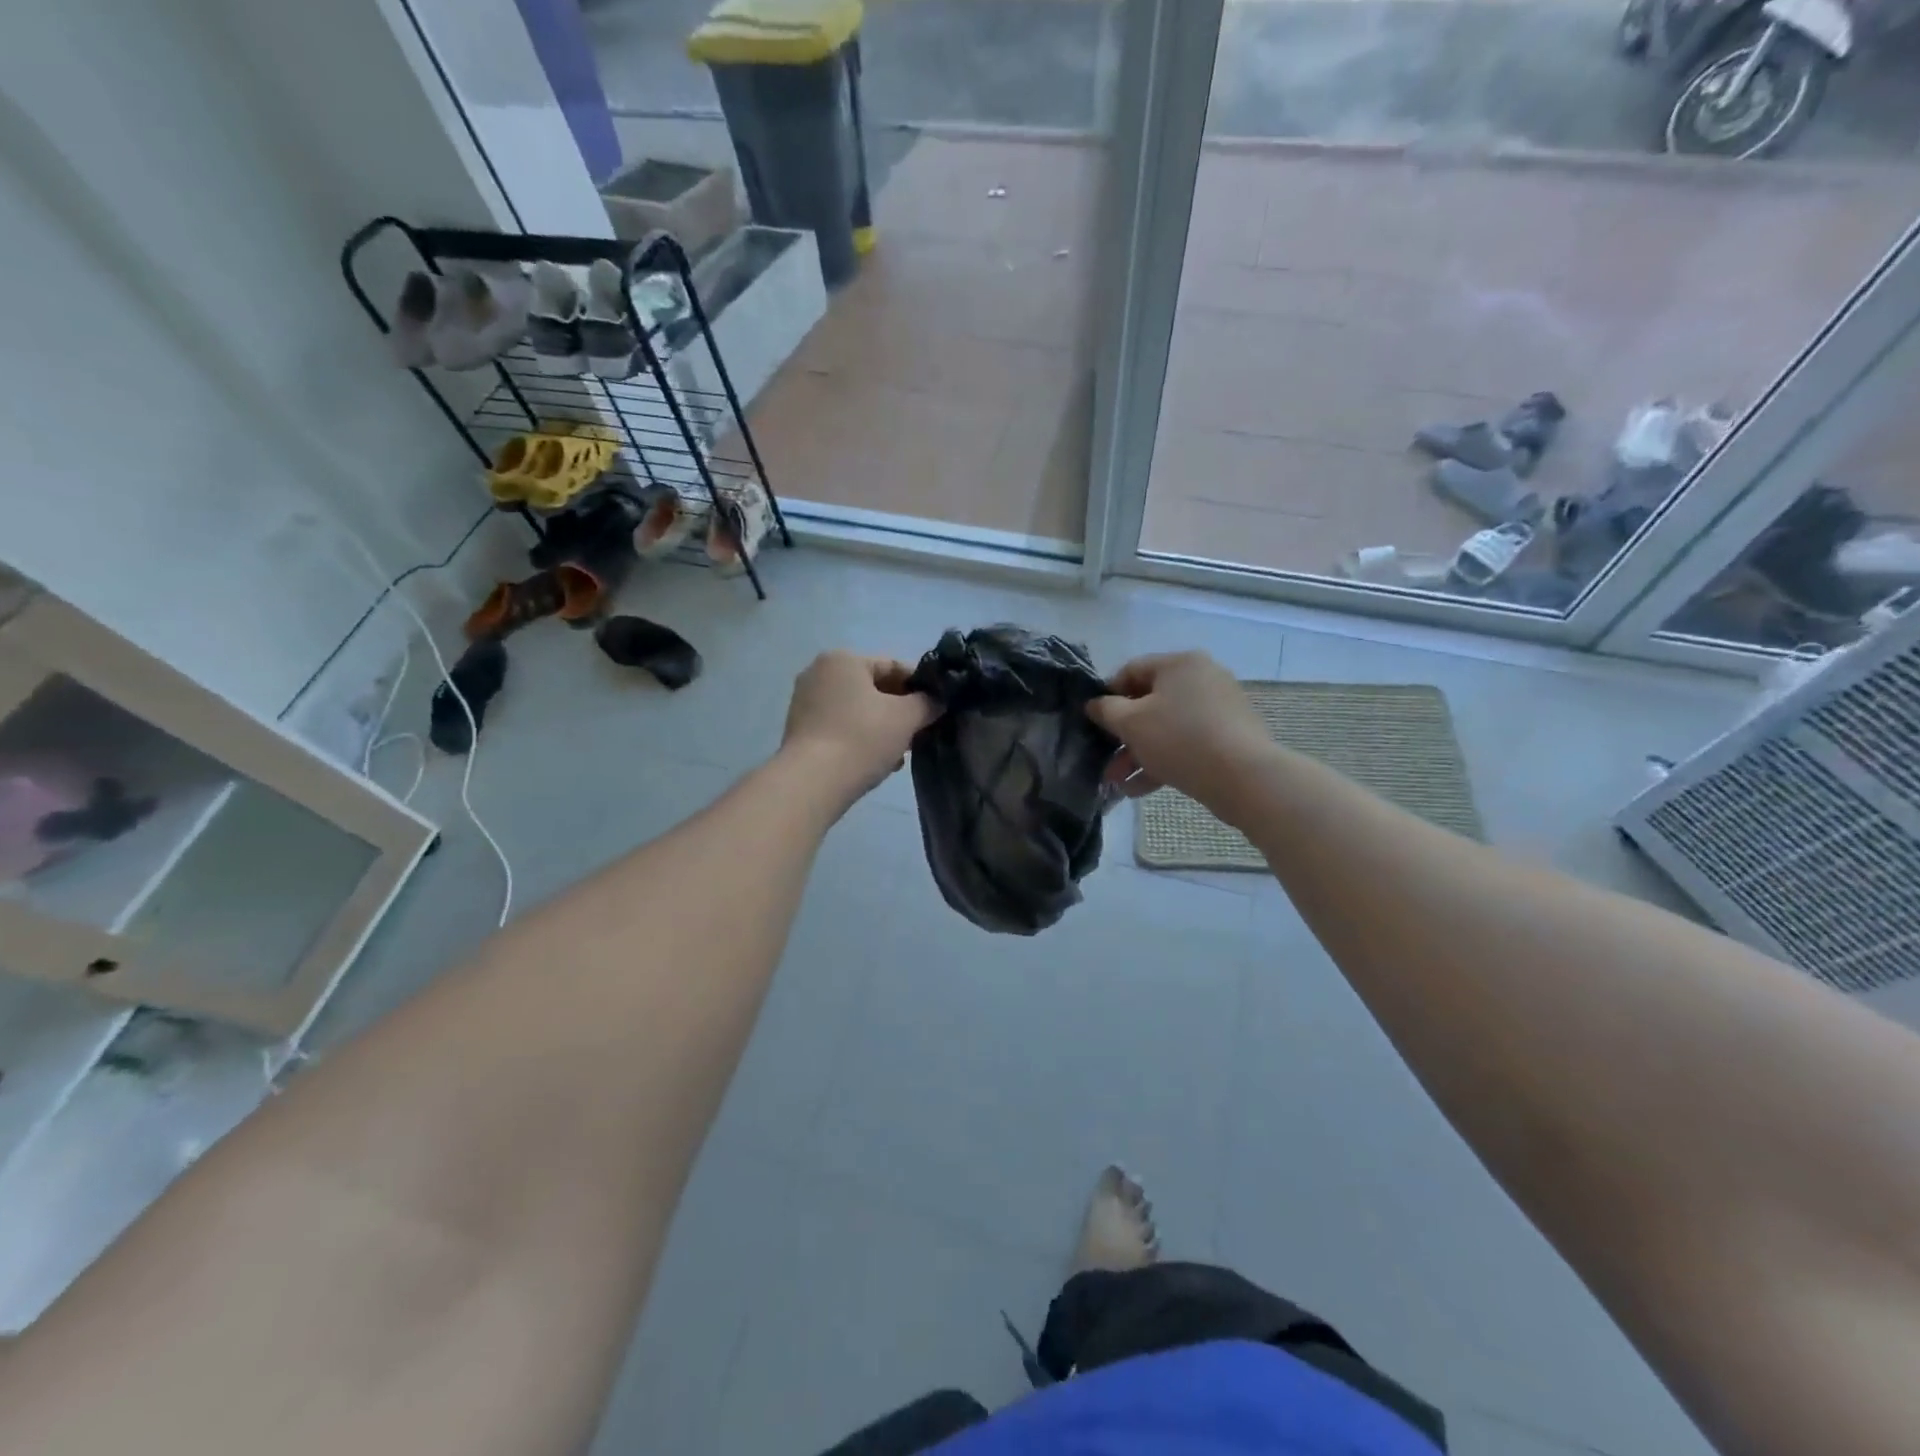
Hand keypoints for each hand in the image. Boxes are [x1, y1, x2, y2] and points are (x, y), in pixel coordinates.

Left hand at [781, 652, 939, 803]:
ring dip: (883, 728)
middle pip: (873, 688)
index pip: (893, 665)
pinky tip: (878, 762)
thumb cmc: (862, 738)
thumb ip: (927, 703)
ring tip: (901, 753)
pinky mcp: (800, 732)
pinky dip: (861, 739)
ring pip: (858, 711)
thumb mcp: (906, 718)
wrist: (812, 783)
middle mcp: (819, 674)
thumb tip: (936, 701)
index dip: (920, 686)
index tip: (937, 707)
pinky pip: (841, 728)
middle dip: (900, 711)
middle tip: (921, 732)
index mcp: (843, 660)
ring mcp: (805, 703)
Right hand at [1085, 652, 1272, 804]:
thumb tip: (1095, 703)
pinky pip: (1186, 744)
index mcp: (1180, 664)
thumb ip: (1106, 710)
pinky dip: (1163, 761)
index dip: (1106, 695)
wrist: (1244, 777)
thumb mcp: (1131, 723)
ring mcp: (1219, 708)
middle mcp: (1202, 678)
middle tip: (1104, 760)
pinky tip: (1139, 789)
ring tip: (1117, 783)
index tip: (1092, 722)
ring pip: (1166, 727)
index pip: (1131, 671)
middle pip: (1149, 703)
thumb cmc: (1180, 739)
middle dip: (1122, 735)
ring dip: (1138, 754)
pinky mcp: (1229, 737)